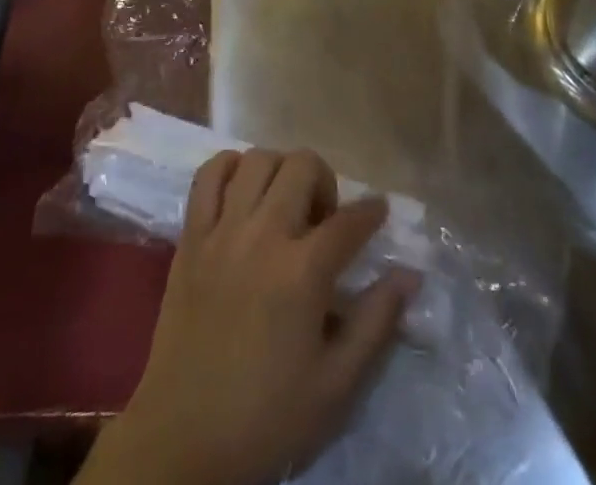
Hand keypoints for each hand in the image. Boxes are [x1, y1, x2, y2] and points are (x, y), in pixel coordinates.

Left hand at [82, 149, 416, 484]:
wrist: (185, 436)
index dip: (371, 211)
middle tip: (323, 218)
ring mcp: (222, 229)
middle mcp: (263, 234)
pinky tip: (241, 191)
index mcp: (303, 272)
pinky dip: (228, 168)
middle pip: (301, 166)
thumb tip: (409, 275)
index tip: (379, 210)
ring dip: (279, 171)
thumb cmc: (267, 416)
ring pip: (257, 159)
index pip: (349, 221)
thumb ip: (376, 322)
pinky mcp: (190, 234)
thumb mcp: (336, 385)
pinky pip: (208, 174)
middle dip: (324, 181)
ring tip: (283, 205)